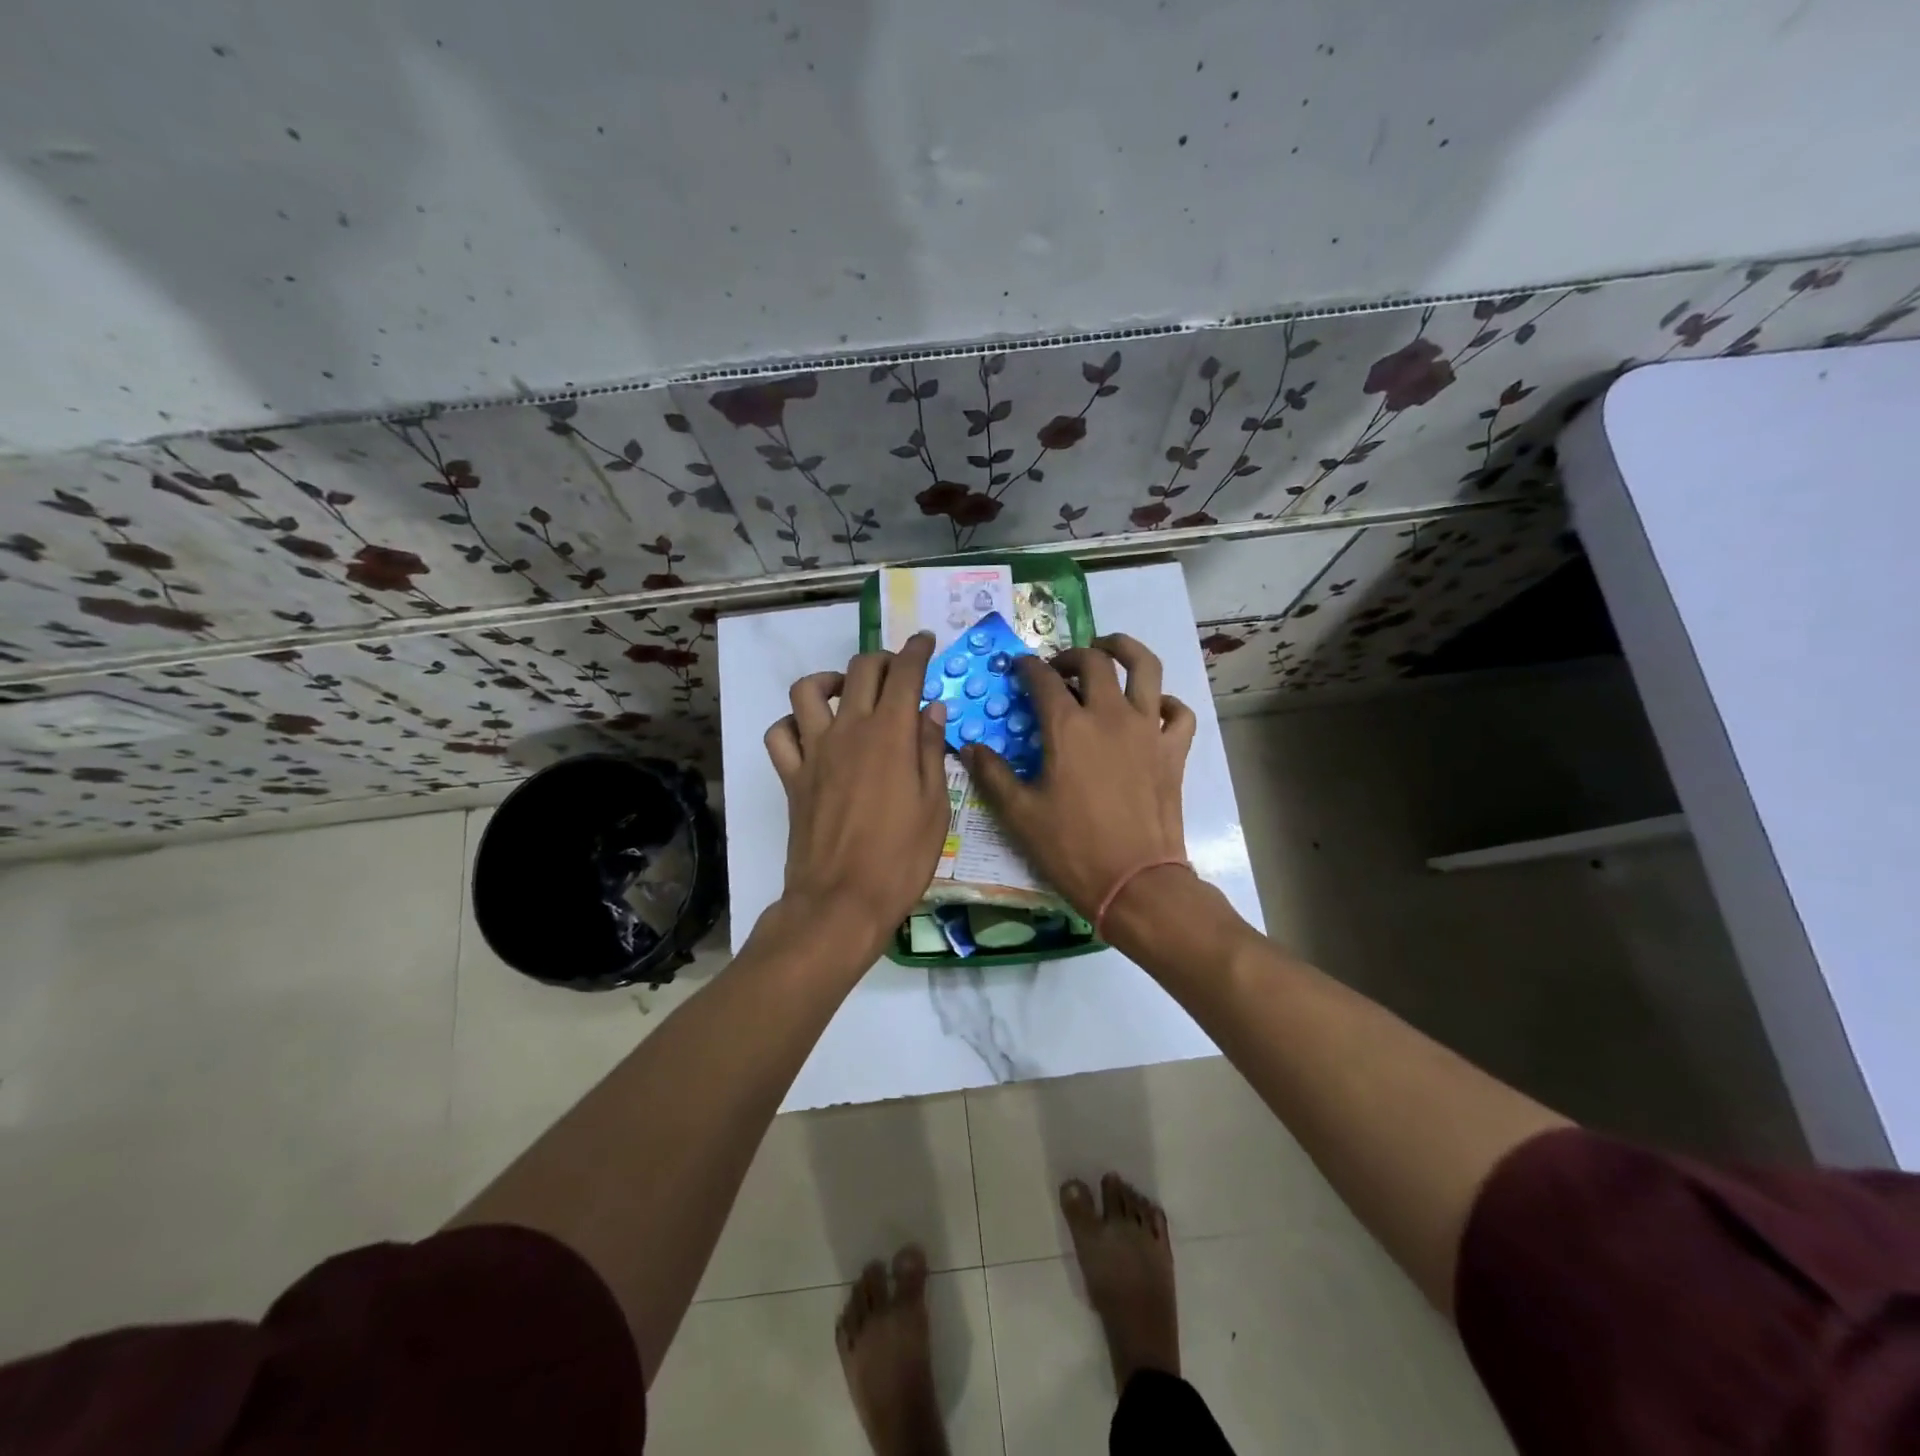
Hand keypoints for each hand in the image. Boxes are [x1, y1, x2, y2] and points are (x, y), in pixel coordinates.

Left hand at [764, 632, 950, 957]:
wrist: (841, 901)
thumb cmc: (900, 858)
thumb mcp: (935, 806)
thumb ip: (931, 750)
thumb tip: (931, 708)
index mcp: (891, 734)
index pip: (905, 673)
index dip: (917, 650)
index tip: (925, 641)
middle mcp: (849, 730)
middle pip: (860, 670)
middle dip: (882, 659)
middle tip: (898, 673)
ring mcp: (814, 751)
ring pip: (807, 690)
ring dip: (829, 681)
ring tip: (846, 695)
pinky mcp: (791, 776)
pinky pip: (779, 734)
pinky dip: (792, 725)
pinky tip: (810, 735)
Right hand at [961, 634, 1195, 919]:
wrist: (1135, 881)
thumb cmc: (1072, 848)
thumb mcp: (1020, 814)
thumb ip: (992, 774)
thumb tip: (968, 747)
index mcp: (1068, 727)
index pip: (1042, 679)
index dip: (1026, 667)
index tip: (1017, 668)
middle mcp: (1110, 715)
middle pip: (1094, 661)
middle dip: (1071, 655)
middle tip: (1059, 667)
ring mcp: (1147, 729)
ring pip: (1145, 668)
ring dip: (1125, 650)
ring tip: (1110, 650)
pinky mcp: (1173, 750)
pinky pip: (1178, 713)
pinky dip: (1166, 703)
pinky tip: (1153, 710)